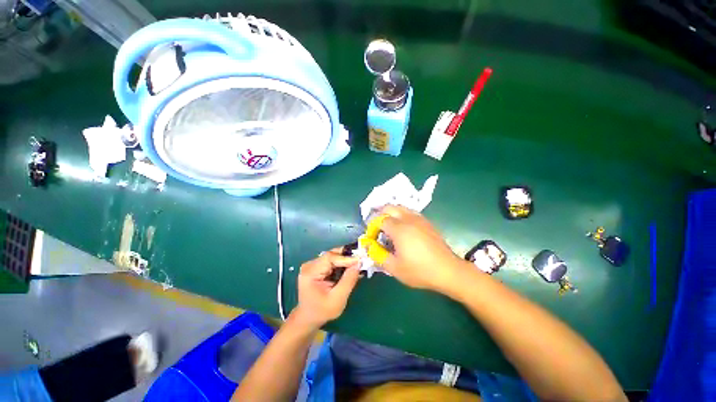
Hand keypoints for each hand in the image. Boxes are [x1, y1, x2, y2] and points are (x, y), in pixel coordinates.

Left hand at [291, 248, 360, 329]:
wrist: (308, 318)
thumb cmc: (322, 311)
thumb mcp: (337, 299)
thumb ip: (348, 281)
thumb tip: (358, 264)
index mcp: (310, 272)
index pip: (330, 258)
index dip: (346, 258)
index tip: (360, 261)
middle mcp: (309, 265)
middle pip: (331, 255)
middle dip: (347, 257)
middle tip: (361, 259)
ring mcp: (312, 265)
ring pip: (332, 256)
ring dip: (345, 260)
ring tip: (358, 263)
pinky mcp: (316, 267)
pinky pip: (331, 261)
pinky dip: (341, 263)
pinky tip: (350, 267)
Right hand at [374, 205, 468, 291]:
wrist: (448, 271)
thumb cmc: (419, 270)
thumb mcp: (394, 268)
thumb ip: (378, 255)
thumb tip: (368, 246)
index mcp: (399, 229)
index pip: (380, 220)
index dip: (372, 227)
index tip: (372, 238)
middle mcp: (408, 219)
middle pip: (389, 207)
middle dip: (380, 215)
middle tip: (378, 229)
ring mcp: (419, 219)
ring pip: (401, 208)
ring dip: (391, 214)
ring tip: (390, 228)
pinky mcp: (427, 222)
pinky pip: (410, 212)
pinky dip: (402, 216)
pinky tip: (404, 229)